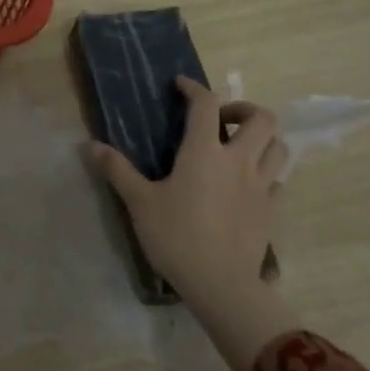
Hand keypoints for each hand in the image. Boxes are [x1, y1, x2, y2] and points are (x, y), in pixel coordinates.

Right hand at [92, 78, 298, 370]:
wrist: (220, 284)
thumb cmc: (176, 236)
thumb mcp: (139, 202)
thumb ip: (117, 170)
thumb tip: (90, 145)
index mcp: (204, 152)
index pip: (206, 104)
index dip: (194, 88)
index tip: (180, 86)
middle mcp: (238, 161)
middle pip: (261, 119)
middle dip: (243, 109)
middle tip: (220, 119)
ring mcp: (261, 186)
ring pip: (279, 147)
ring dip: (263, 138)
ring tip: (241, 146)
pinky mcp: (272, 210)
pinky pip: (279, 180)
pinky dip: (267, 172)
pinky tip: (249, 182)